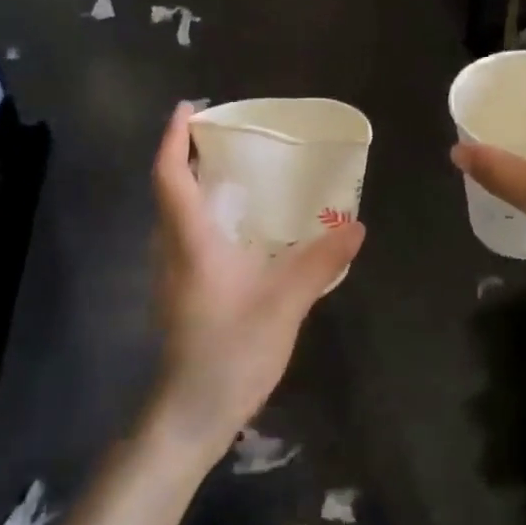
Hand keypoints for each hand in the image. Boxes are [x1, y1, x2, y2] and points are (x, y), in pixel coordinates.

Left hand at [149, 103, 364, 453]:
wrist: (190, 416)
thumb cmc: (230, 351)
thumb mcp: (285, 303)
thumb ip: (320, 262)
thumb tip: (356, 226)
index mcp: (191, 241)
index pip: (170, 176)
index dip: (173, 138)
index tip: (189, 107)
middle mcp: (173, 250)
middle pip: (169, 190)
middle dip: (186, 155)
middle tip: (224, 135)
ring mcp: (173, 275)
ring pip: (175, 215)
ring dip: (195, 185)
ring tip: (236, 172)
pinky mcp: (182, 294)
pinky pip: (187, 237)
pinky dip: (205, 215)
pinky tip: (241, 228)